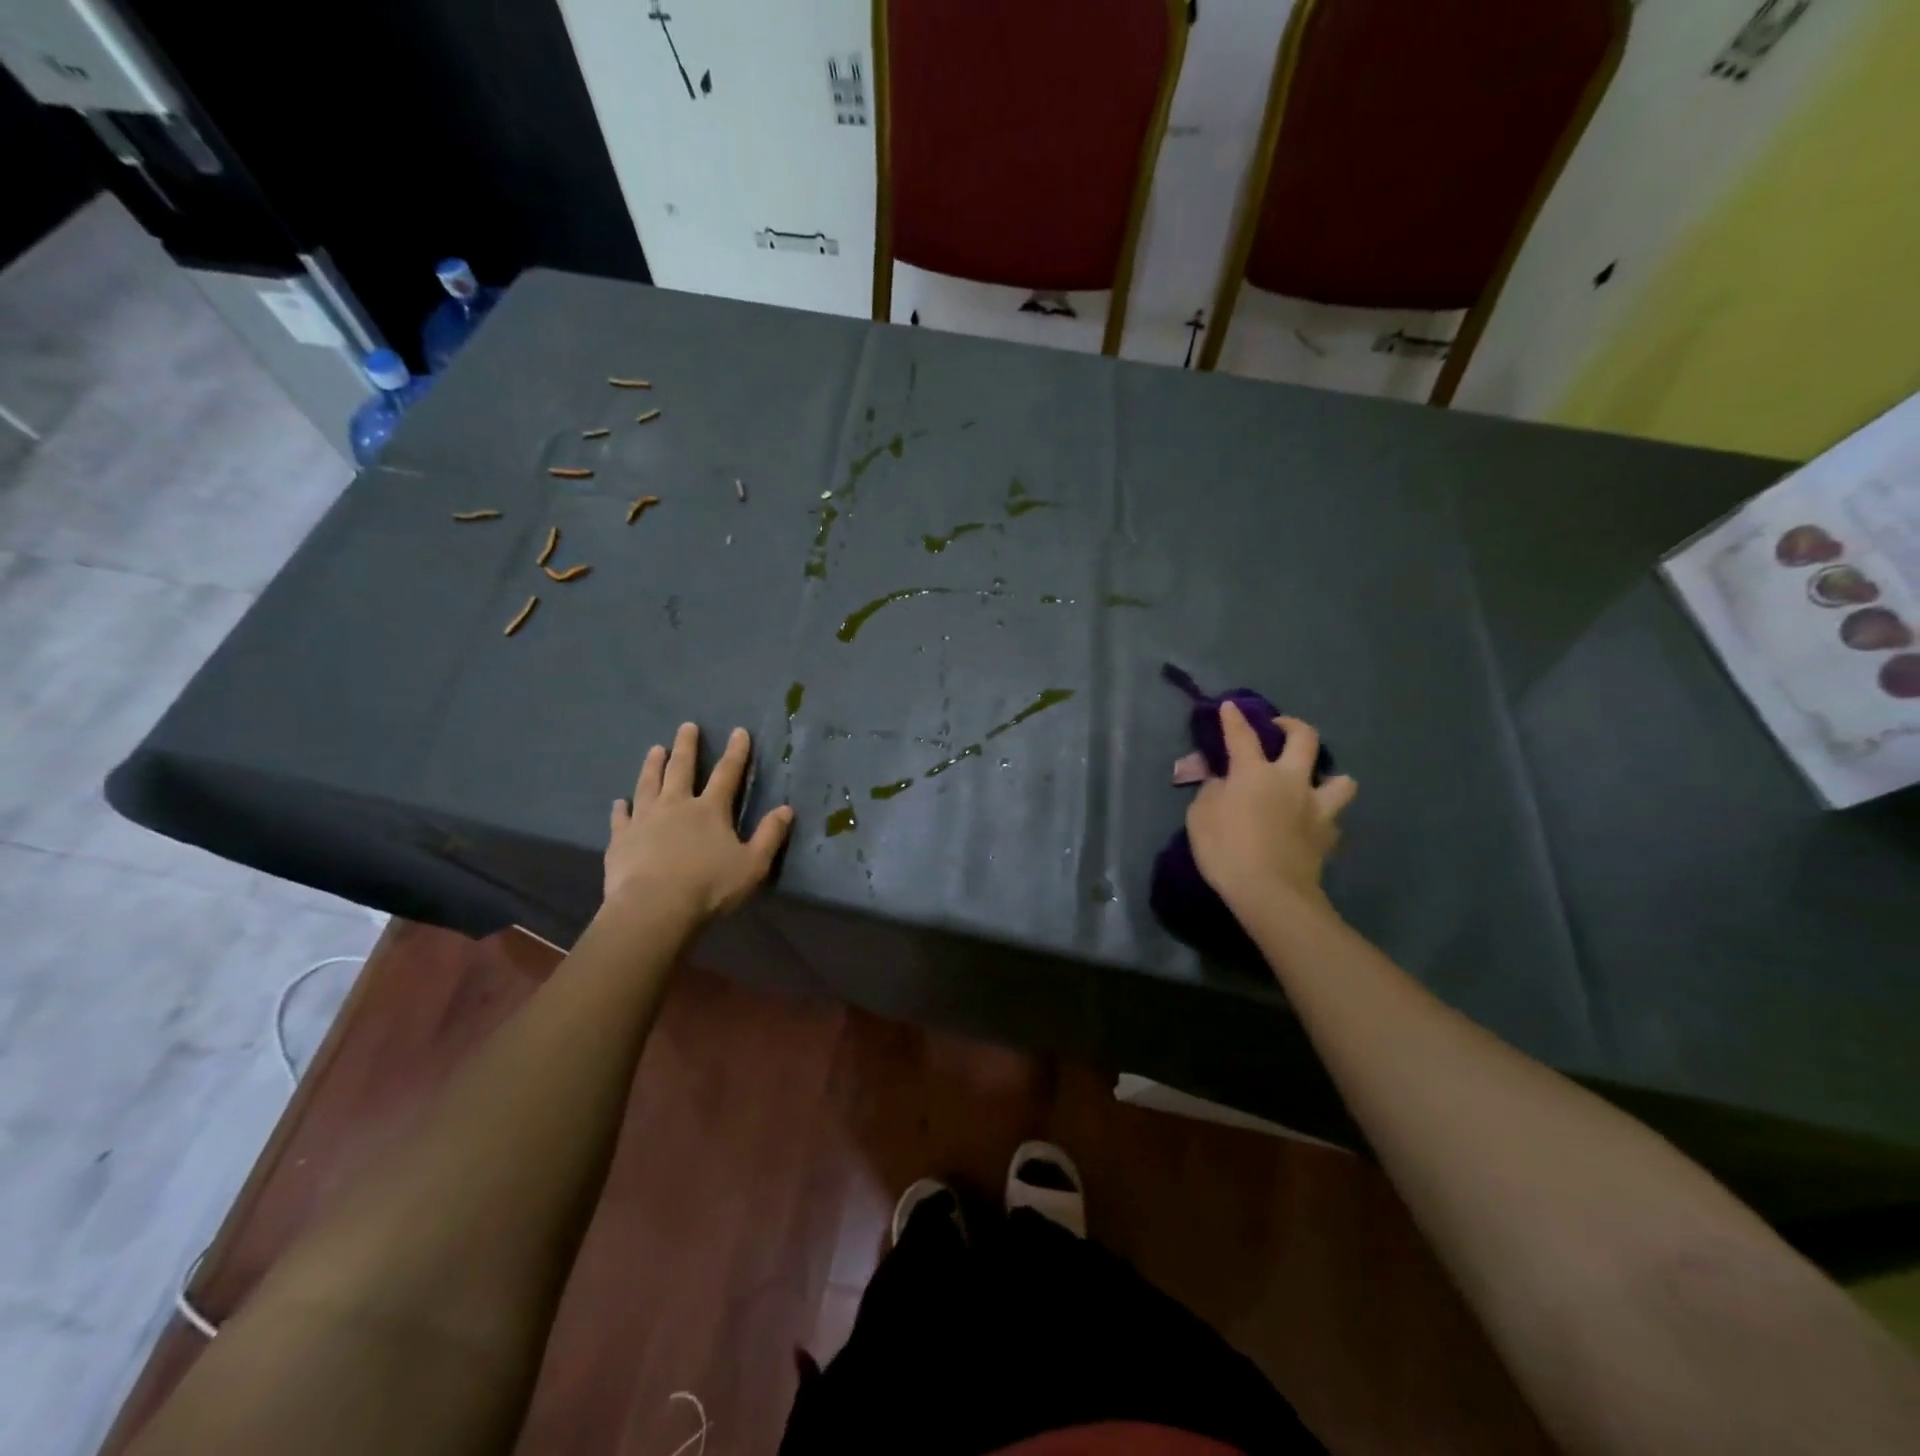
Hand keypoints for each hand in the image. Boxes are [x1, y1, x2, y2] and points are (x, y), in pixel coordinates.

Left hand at [604, 722, 794, 922]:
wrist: (654, 909)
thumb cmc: (709, 887)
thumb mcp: (752, 864)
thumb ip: (769, 835)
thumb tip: (786, 809)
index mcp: (710, 810)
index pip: (727, 773)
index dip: (735, 752)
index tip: (738, 731)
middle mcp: (676, 805)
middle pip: (681, 769)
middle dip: (686, 746)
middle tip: (686, 726)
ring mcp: (644, 820)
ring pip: (648, 784)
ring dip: (652, 765)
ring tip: (654, 749)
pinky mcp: (621, 839)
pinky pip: (620, 818)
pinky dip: (620, 808)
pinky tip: (619, 802)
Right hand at [1186, 703, 1357, 916]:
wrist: (1270, 893)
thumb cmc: (1226, 850)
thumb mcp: (1200, 817)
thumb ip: (1212, 792)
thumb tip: (1223, 782)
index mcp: (1254, 773)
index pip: (1242, 736)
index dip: (1235, 719)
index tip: (1231, 706)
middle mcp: (1291, 781)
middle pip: (1304, 739)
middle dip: (1293, 726)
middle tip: (1281, 729)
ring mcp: (1316, 807)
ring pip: (1341, 779)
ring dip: (1329, 777)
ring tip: (1314, 785)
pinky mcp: (1328, 836)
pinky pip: (1333, 819)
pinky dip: (1323, 819)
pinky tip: (1310, 826)